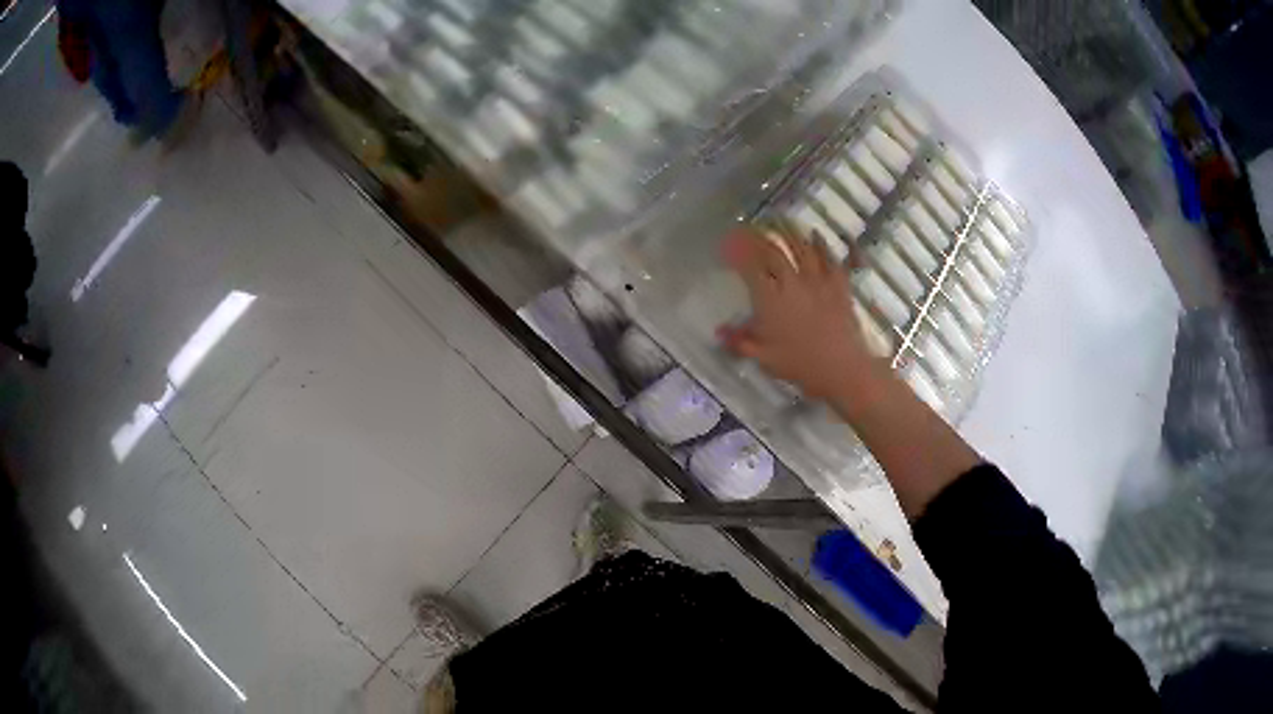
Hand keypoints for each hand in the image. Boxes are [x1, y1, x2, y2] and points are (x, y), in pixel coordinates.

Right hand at [718, 229, 878, 399]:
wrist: (843, 368)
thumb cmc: (801, 366)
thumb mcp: (764, 359)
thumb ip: (740, 342)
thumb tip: (718, 331)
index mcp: (770, 300)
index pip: (750, 268)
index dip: (738, 253)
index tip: (729, 242)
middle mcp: (792, 283)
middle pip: (774, 253)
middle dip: (760, 238)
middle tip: (750, 228)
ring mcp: (817, 281)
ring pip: (801, 249)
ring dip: (788, 233)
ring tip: (780, 222)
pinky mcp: (838, 286)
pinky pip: (830, 259)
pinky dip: (823, 244)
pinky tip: (817, 234)